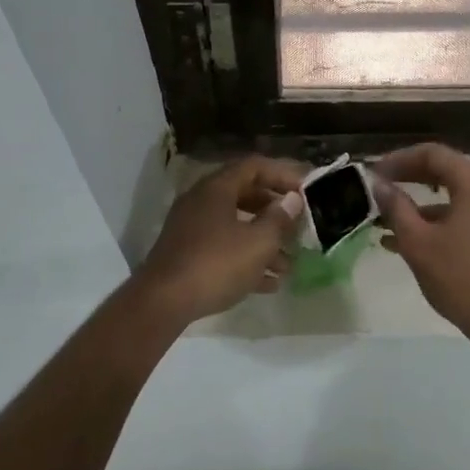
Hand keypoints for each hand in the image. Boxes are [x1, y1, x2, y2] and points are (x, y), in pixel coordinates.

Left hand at [133, 156, 305, 324]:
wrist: (163, 302)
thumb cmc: (216, 264)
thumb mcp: (258, 242)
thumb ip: (279, 219)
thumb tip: (292, 200)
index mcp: (217, 189)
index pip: (254, 166)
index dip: (283, 174)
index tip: (306, 190)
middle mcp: (202, 202)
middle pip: (246, 195)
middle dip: (275, 212)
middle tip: (299, 226)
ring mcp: (192, 229)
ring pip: (236, 226)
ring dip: (264, 242)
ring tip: (289, 265)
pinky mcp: (187, 255)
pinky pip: (223, 249)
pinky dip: (246, 260)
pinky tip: (268, 284)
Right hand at [374, 144, 469, 340]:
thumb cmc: (461, 278)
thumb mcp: (418, 242)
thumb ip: (396, 207)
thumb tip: (379, 185)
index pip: (432, 154)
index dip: (399, 160)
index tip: (373, 174)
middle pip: (445, 170)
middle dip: (408, 179)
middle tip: (378, 189)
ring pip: (453, 196)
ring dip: (419, 205)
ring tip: (383, 221)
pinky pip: (464, 215)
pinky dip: (437, 221)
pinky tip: (406, 242)